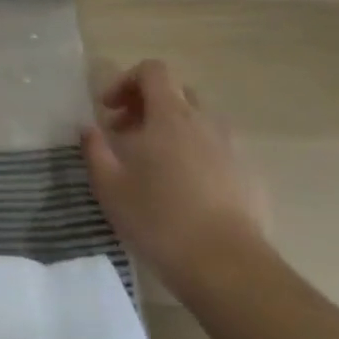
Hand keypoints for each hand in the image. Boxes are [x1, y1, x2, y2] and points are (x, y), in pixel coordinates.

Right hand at [81, 59, 267, 290]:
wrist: (228, 267)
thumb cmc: (159, 219)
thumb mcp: (109, 185)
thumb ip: (94, 149)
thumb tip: (89, 128)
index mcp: (171, 116)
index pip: (153, 70)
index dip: (127, 81)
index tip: (109, 110)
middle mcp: (206, 122)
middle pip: (177, 94)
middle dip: (148, 106)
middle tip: (126, 135)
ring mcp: (232, 149)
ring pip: (199, 123)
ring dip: (173, 131)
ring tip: (154, 166)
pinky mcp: (250, 176)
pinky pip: (218, 151)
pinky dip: (197, 156)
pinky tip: (184, 192)